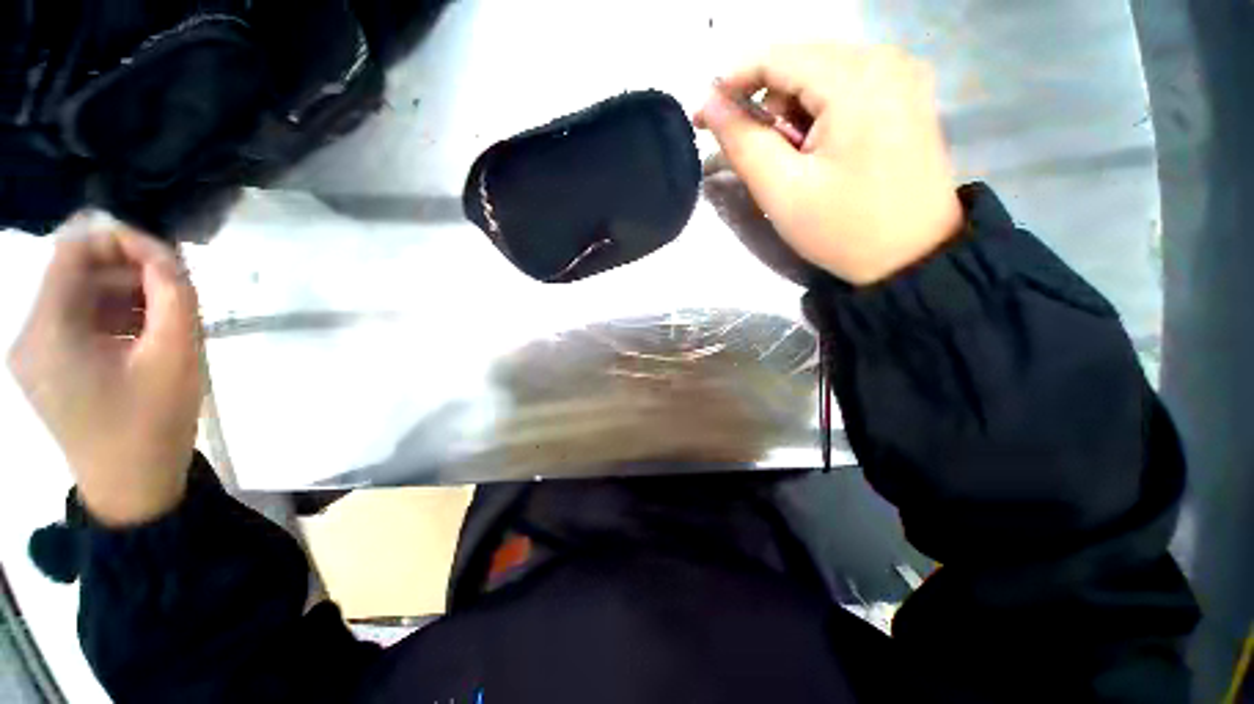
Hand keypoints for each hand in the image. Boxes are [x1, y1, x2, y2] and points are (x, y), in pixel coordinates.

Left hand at [7, 215, 203, 526]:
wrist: (134, 489)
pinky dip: (115, 319)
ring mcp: (36, 355)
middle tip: (178, 294)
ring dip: (126, 298)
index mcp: (49, 331)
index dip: (122, 241)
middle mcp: (30, 335)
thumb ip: (174, 298)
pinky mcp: (49, 369)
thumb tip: (167, 260)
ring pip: (80, 298)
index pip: (74, 250)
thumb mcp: (176, 356)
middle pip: (76, 274)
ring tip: (167, 321)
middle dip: (130, 274)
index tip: (168, 260)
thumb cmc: (152, 424)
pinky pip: (80, 323)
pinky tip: (145, 339)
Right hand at [695, 44, 963, 284]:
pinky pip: (845, 88)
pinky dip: (818, 116)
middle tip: (763, 160)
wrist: (913, 257)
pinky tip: (820, 152)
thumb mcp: (782, 191)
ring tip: (796, 163)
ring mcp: (902, 74)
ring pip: (820, 76)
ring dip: (793, 116)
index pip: (776, 57)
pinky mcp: (907, 94)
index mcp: (856, 80)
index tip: (704, 117)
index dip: (731, 82)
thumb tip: (710, 104)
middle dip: (768, 107)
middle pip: (799, 64)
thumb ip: (742, 142)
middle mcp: (886, 59)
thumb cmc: (843, 228)